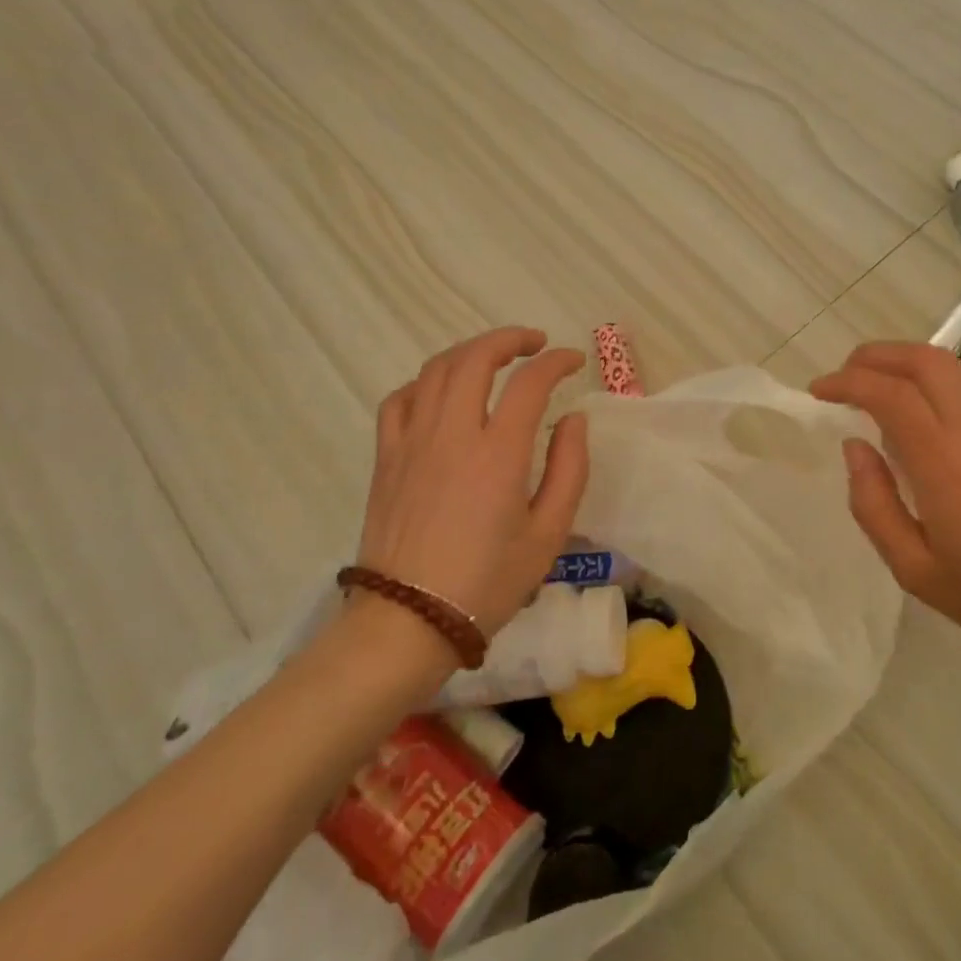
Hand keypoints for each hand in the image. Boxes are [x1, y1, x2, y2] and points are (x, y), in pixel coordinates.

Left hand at [357, 328, 589, 637]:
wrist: (409, 622)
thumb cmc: (487, 582)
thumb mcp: (548, 534)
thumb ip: (569, 469)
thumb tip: (573, 420)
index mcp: (498, 453)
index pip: (529, 382)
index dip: (556, 362)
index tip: (574, 361)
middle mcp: (452, 434)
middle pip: (475, 358)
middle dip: (509, 339)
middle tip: (535, 344)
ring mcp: (412, 442)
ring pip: (436, 370)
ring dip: (469, 352)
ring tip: (493, 357)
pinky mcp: (386, 457)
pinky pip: (400, 400)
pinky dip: (425, 383)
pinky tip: (441, 393)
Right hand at [811, 342, 960, 674]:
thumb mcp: (911, 566)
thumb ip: (872, 503)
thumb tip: (853, 446)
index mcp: (942, 463)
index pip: (890, 394)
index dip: (848, 382)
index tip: (819, 392)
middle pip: (922, 360)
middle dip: (874, 356)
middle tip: (843, 377)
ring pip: (947, 362)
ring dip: (903, 359)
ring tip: (873, 383)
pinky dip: (929, 373)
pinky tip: (914, 401)